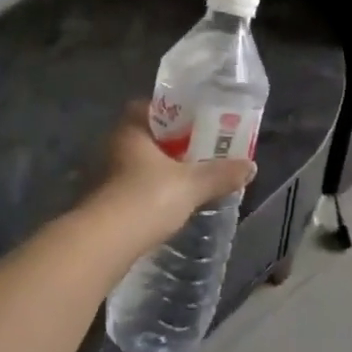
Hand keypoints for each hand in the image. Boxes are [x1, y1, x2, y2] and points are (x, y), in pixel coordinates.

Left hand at [86, 102, 256, 253]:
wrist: (102, 244)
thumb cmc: (145, 199)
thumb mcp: (191, 185)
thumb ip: (220, 174)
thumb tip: (251, 166)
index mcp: (131, 128)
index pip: (151, 107)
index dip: (174, 112)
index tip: (195, 122)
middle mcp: (112, 144)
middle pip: (145, 136)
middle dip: (169, 144)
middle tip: (197, 151)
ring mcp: (101, 174)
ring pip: (136, 163)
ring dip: (157, 170)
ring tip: (185, 179)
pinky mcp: (100, 201)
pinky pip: (129, 186)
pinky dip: (146, 191)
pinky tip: (164, 204)